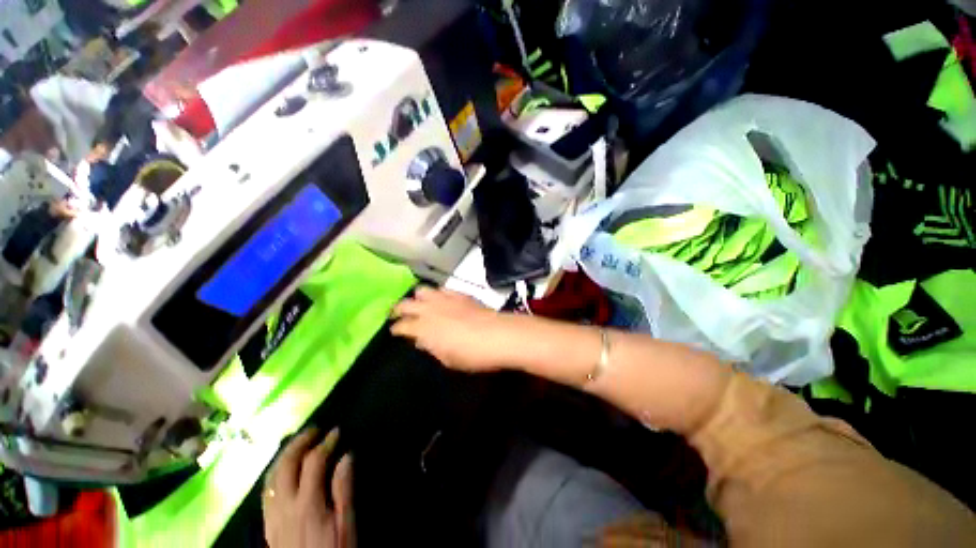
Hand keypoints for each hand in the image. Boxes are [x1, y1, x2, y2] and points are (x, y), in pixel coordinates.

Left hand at [263, 429, 353, 547]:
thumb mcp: (346, 524)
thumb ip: (344, 490)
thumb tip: (347, 456)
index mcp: (307, 504)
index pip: (314, 463)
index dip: (325, 443)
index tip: (336, 431)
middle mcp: (284, 506)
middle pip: (285, 465)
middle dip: (299, 442)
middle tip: (314, 429)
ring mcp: (272, 515)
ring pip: (271, 477)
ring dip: (284, 455)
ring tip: (298, 443)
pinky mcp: (267, 524)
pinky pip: (266, 491)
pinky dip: (274, 472)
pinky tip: (283, 470)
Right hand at [392, 287, 512, 372]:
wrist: (498, 335)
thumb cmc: (471, 354)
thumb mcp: (447, 358)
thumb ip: (431, 347)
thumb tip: (421, 340)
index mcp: (424, 328)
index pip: (402, 325)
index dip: (396, 328)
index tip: (394, 331)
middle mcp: (430, 310)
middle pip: (406, 303)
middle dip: (398, 309)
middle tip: (397, 314)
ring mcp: (445, 299)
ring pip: (422, 290)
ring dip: (417, 297)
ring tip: (419, 303)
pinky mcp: (459, 294)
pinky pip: (442, 288)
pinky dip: (437, 293)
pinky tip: (440, 298)